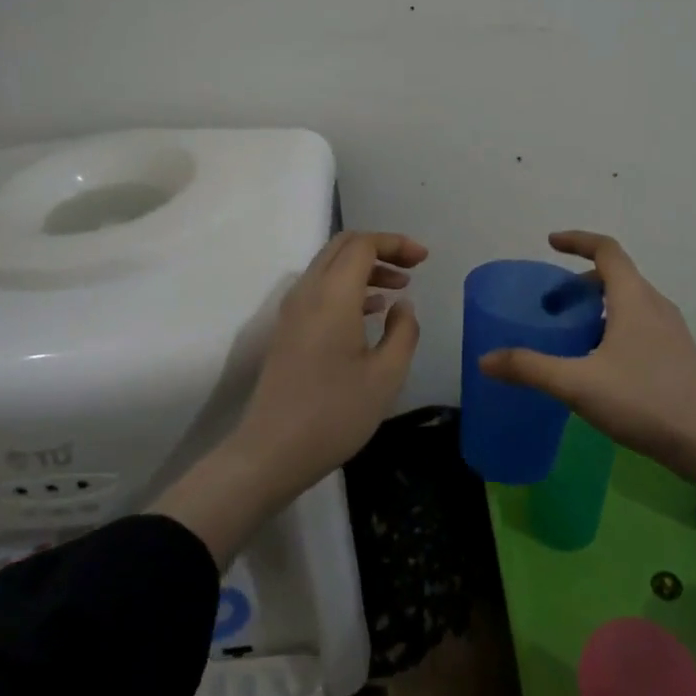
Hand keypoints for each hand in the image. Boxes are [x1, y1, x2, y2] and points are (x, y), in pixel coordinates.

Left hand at [156, 230, 426, 565]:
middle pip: (343, 246)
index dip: (396, 243)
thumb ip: (403, 332)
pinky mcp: (288, 330)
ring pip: (330, 266)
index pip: (363, 245)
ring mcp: (293, 310)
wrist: (271, 452)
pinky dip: (348, 286)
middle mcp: (308, 292)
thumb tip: (402, 305)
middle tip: (413, 266)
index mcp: (333, 295)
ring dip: (365, 267)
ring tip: (399, 288)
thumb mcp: (386, 376)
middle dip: (381, 248)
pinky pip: (320, 288)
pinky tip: (372, 311)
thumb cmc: (335, 413)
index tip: (424, 260)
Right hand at [477, 231, 695, 477]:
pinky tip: (601, 364)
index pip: (606, 250)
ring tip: (572, 334)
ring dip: (599, 306)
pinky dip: (614, 327)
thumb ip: (530, 369)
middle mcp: (656, 305)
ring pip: (630, 303)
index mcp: (634, 298)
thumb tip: (486, 359)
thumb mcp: (578, 384)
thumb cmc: (645, 401)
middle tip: (552, 305)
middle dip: (580, 283)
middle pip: (617, 276)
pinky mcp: (678, 356)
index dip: (577, 240)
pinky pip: (640, 325)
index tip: (550, 243)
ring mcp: (672, 332)